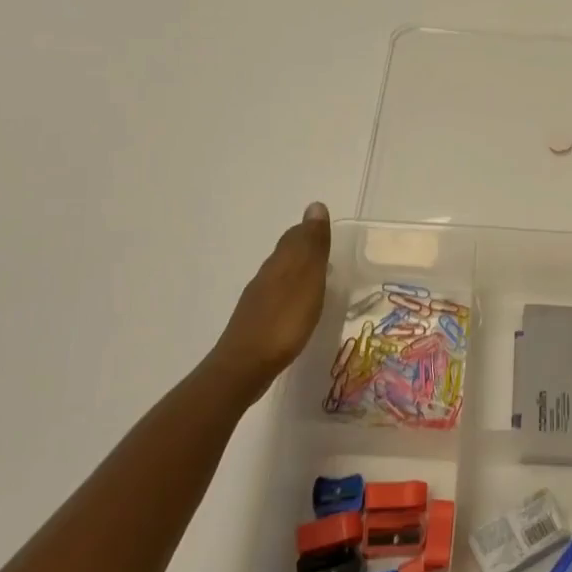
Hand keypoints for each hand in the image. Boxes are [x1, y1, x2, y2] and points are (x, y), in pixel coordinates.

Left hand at [206, 203, 331, 403]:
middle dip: (303, 249)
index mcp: (280, 263)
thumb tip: (315, 206)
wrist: (245, 366)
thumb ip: (312, 245)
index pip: (295, 237)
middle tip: (325, 252)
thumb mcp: (307, 279)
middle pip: (285, 254)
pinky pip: (276, 297)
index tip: (326, 232)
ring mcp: (258, 300)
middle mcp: (266, 276)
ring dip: (296, 272)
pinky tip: (297, 307)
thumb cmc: (284, 321)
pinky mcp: (256, 322)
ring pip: (279, 276)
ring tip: (316, 278)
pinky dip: (290, 293)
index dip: (310, 231)